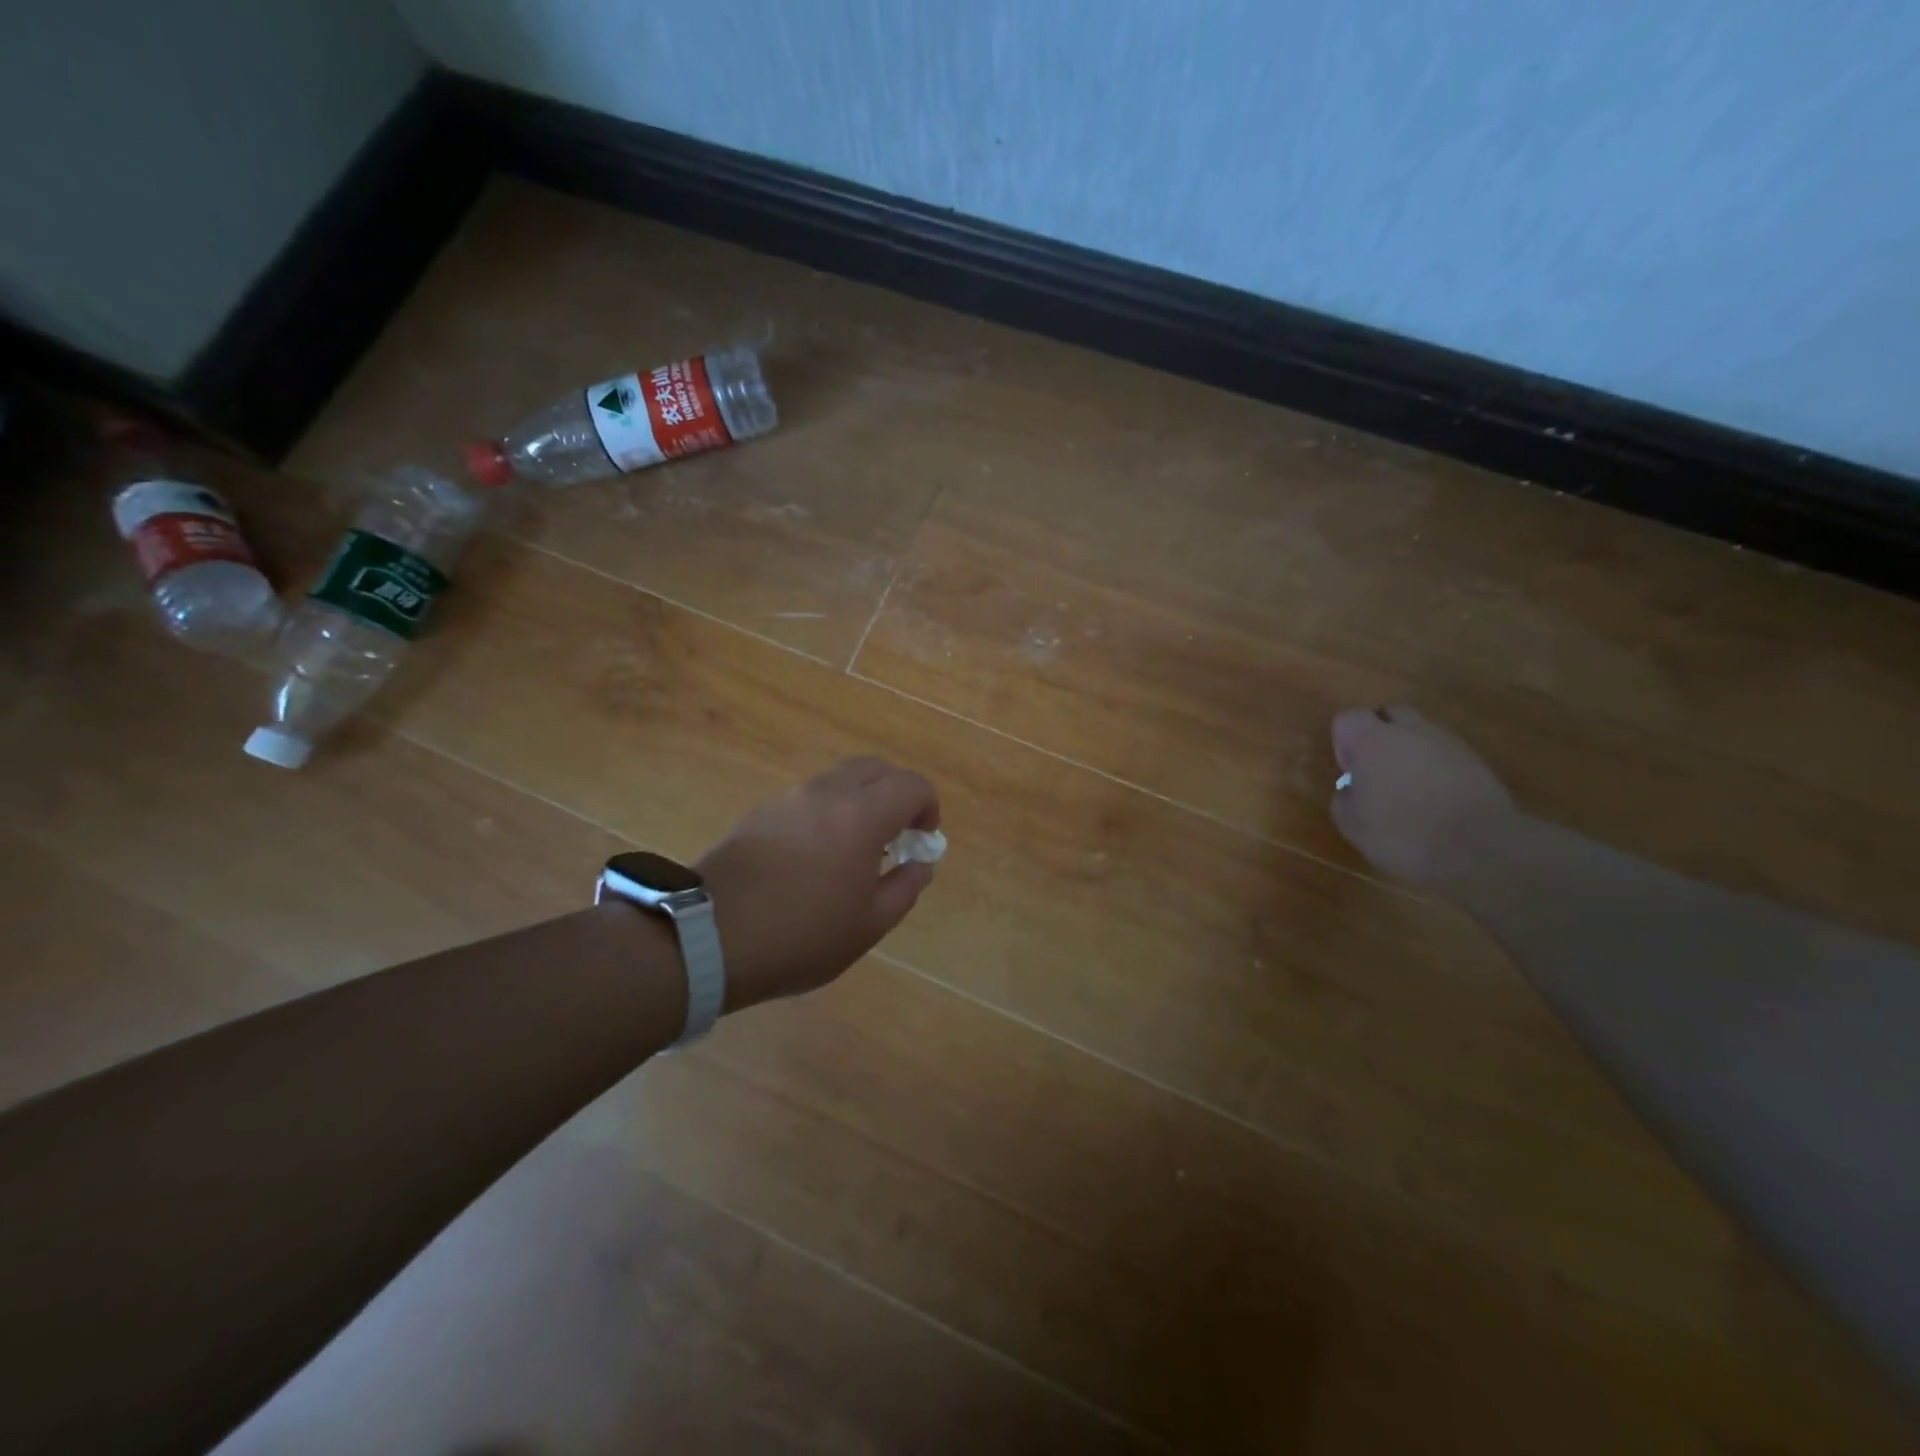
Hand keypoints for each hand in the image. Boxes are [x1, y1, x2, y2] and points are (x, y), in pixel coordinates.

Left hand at [698, 758, 940, 1009]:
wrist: (708, 937)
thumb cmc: (801, 935)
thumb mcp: (868, 925)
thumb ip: (905, 888)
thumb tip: (921, 864)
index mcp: (861, 815)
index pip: (911, 785)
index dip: (928, 806)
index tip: (923, 838)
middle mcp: (827, 793)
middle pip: (875, 769)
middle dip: (897, 792)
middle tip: (898, 832)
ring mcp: (789, 798)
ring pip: (839, 778)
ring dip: (861, 798)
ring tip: (857, 845)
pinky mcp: (761, 811)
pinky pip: (809, 796)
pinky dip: (829, 809)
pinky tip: (819, 852)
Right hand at [1329, 706, 1515, 890]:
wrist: (1479, 848)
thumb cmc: (1402, 834)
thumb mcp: (1352, 825)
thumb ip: (1343, 799)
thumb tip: (1351, 790)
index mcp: (1372, 740)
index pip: (1348, 718)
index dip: (1343, 742)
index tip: (1350, 772)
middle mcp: (1410, 731)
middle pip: (1389, 713)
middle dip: (1379, 734)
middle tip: (1376, 770)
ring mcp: (1448, 743)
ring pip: (1421, 732)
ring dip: (1410, 750)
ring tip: (1409, 788)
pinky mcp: (1477, 760)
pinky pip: (1446, 752)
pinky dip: (1437, 767)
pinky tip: (1437, 799)